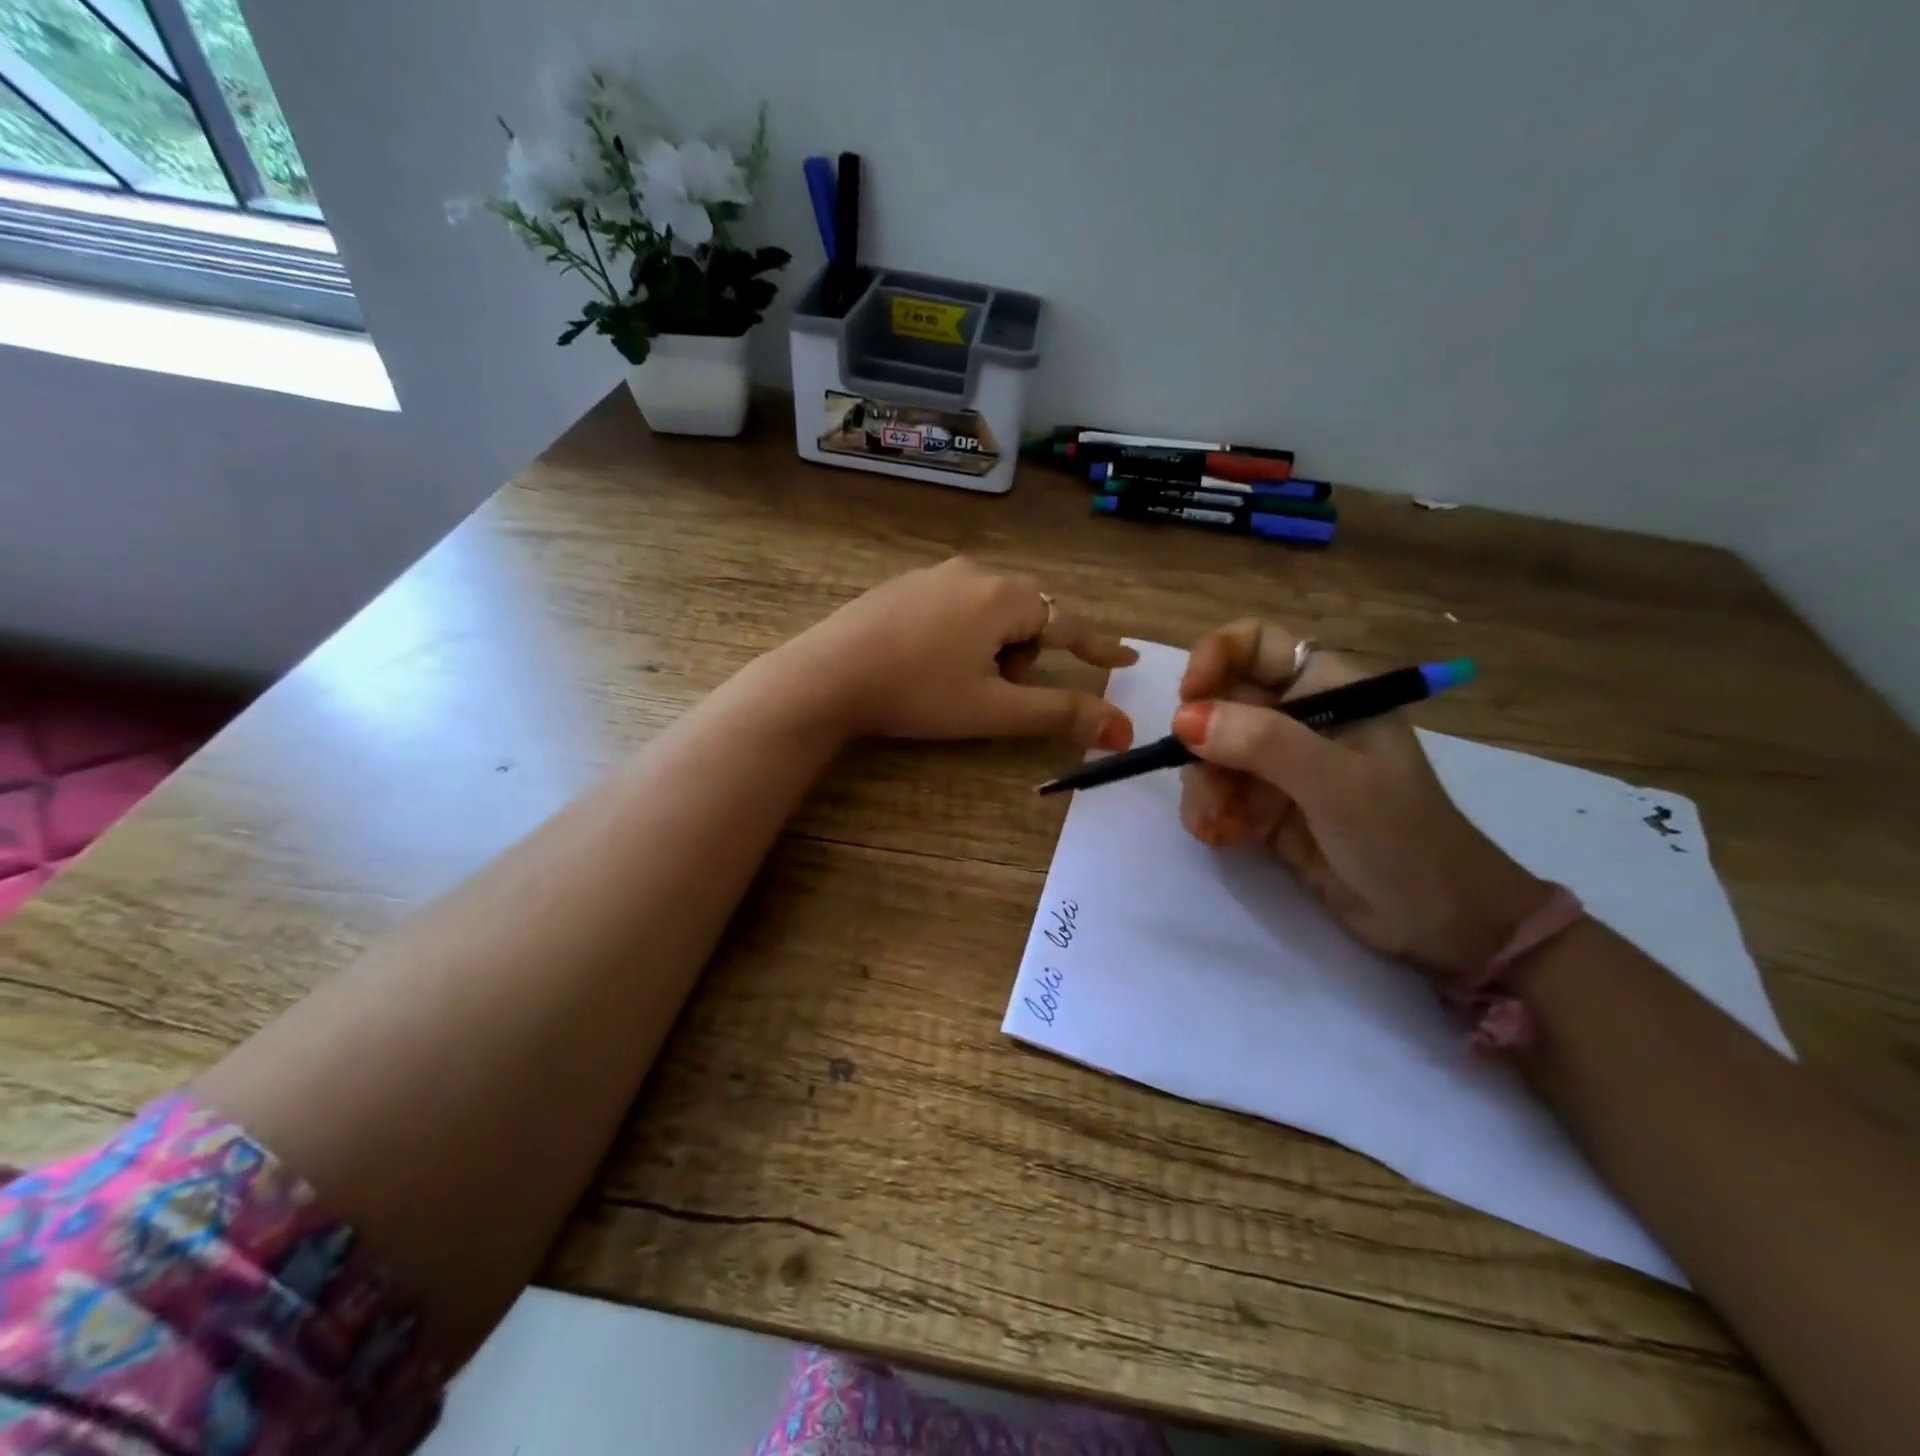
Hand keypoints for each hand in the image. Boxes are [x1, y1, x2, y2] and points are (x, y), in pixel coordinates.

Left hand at [771, 557, 1137, 746]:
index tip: (1125, 660)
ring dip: (993, 646)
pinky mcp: (902, 586)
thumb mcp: (993, 709)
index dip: (1099, 647)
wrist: (827, 675)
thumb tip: (1121, 729)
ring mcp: (933, 574)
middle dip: (1027, 654)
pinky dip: (961, 634)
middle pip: (1027, 614)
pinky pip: (955, 605)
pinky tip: (928, 661)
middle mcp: (973, 573)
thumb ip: (1059, 714)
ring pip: (990, 610)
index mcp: (1003, 598)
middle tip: (999, 689)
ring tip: (958, 680)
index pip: (1068, 623)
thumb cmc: (918, 693)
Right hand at [1172, 620, 1547, 981]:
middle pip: (1220, 702)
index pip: (1254, 644)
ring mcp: (1279, 764)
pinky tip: (1223, 837)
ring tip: (1219, 824)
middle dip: (1202, 742)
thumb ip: (1262, 743)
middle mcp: (1298, 717)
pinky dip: (1211, 813)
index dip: (1213, 659)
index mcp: (1328, 688)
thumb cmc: (1401, 837)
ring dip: (1203, 786)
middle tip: (1207, 781)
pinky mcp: (1265, 806)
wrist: (1437, 922)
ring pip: (1210, 751)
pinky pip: (1217, 793)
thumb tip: (1183, 718)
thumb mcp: (1335, 782)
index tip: (1188, 701)